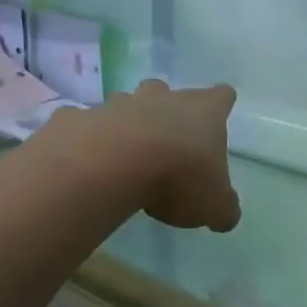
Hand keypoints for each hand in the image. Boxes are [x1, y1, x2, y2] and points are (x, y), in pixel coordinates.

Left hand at [99, 80, 241, 233]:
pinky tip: (86, 161)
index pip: (221, 96)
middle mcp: (163, 99)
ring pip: (125, 104)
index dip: (220, 104)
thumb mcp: (214, 205)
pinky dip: (87, 137)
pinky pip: (84, 123)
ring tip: (125, 153)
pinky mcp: (80, 118)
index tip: (217, 116)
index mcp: (203, 112)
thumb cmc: (178, 177)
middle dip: (166, 109)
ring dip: (126, 122)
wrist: (111, 165)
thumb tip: (226, 215)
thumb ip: (223, 208)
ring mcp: (119, 104)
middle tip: (166, 138)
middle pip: (167, 91)